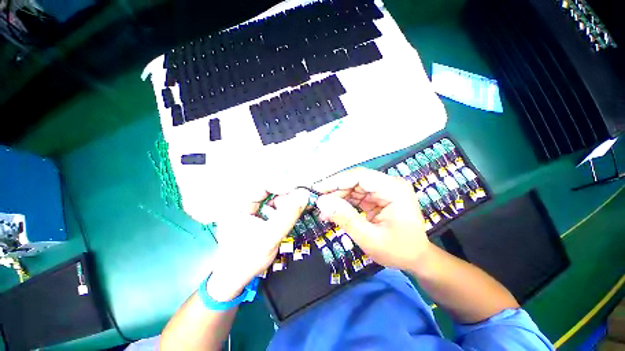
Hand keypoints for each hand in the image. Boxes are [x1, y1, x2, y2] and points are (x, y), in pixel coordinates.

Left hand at [207, 188, 308, 301]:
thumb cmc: (246, 260)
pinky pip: (275, 204)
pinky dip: (286, 206)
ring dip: (288, 199)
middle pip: (269, 188)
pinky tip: (295, 208)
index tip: (299, 188)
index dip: (281, 184)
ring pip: (273, 196)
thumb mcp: (269, 237)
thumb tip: (304, 196)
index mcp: (237, 204)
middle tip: (303, 196)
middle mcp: (244, 202)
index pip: (262, 185)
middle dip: (287, 192)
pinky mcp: (259, 214)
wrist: (236, 277)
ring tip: (300, 203)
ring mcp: (251, 208)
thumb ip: (287, 216)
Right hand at [313, 167, 431, 270]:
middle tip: (318, 203)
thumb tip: (321, 202)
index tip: (317, 189)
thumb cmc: (398, 251)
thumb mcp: (369, 238)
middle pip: (355, 180)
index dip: (336, 181)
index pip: (359, 176)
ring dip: (338, 197)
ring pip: (353, 187)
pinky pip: (356, 195)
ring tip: (323, 211)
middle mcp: (389, 184)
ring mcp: (384, 189)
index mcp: (393, 189)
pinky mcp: (378, 196)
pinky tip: (333, 212)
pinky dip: (344, 203)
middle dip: (335, 191)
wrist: (417, 258)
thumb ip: (345, 218)